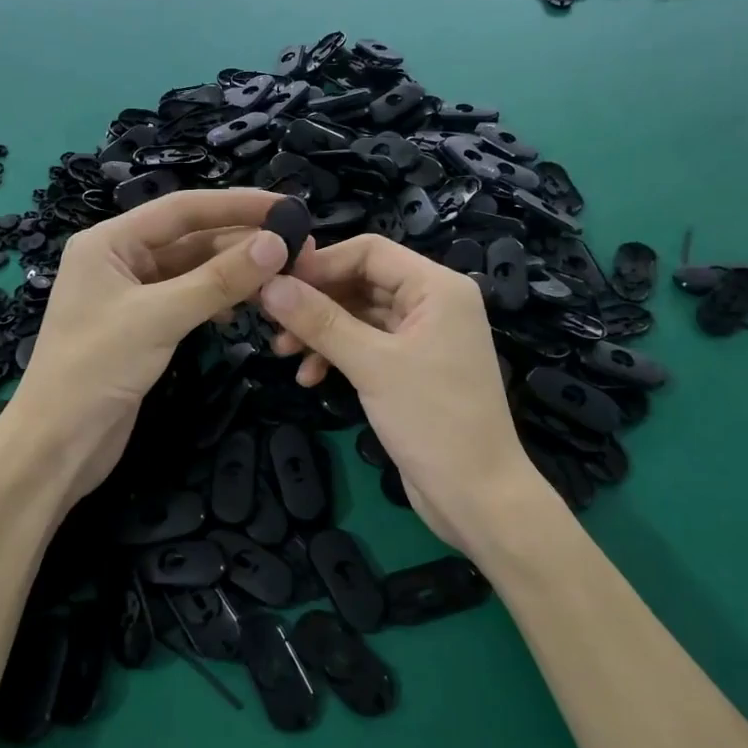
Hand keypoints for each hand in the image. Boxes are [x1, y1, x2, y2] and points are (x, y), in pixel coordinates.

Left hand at [5, 188, 291, 505]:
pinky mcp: (144, 325)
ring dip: (235, 273)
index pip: (183, 209)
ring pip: (194, 270)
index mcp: (110, 241)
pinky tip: (245, 309)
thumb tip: (277, 244)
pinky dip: (218, 299)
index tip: (287, 207)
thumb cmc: (95, 370)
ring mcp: (132, 294)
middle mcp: (120, 259)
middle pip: (191, 238)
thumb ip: (219, 280)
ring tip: (282, 279)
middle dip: (242, 242)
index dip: (237, 204)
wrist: (57, 444)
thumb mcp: (159, 318)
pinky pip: (189, 299)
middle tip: (298, 250)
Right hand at [258, 235, 536, 550]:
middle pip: (362, 281)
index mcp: (437, 287)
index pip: (369, 251)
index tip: (275, 284)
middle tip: (271, 322)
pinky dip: (338, 356)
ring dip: (321, 331)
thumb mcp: (372, 365)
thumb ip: (320, 321)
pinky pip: (367, 345)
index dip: (320, 263)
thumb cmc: (433, 420)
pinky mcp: (413, 368)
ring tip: (283, 354)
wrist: (478, 496)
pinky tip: (311, 378)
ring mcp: (423, 336)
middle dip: (316, 301)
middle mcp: (433, 303)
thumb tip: (269, 285)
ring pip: (360, 315)